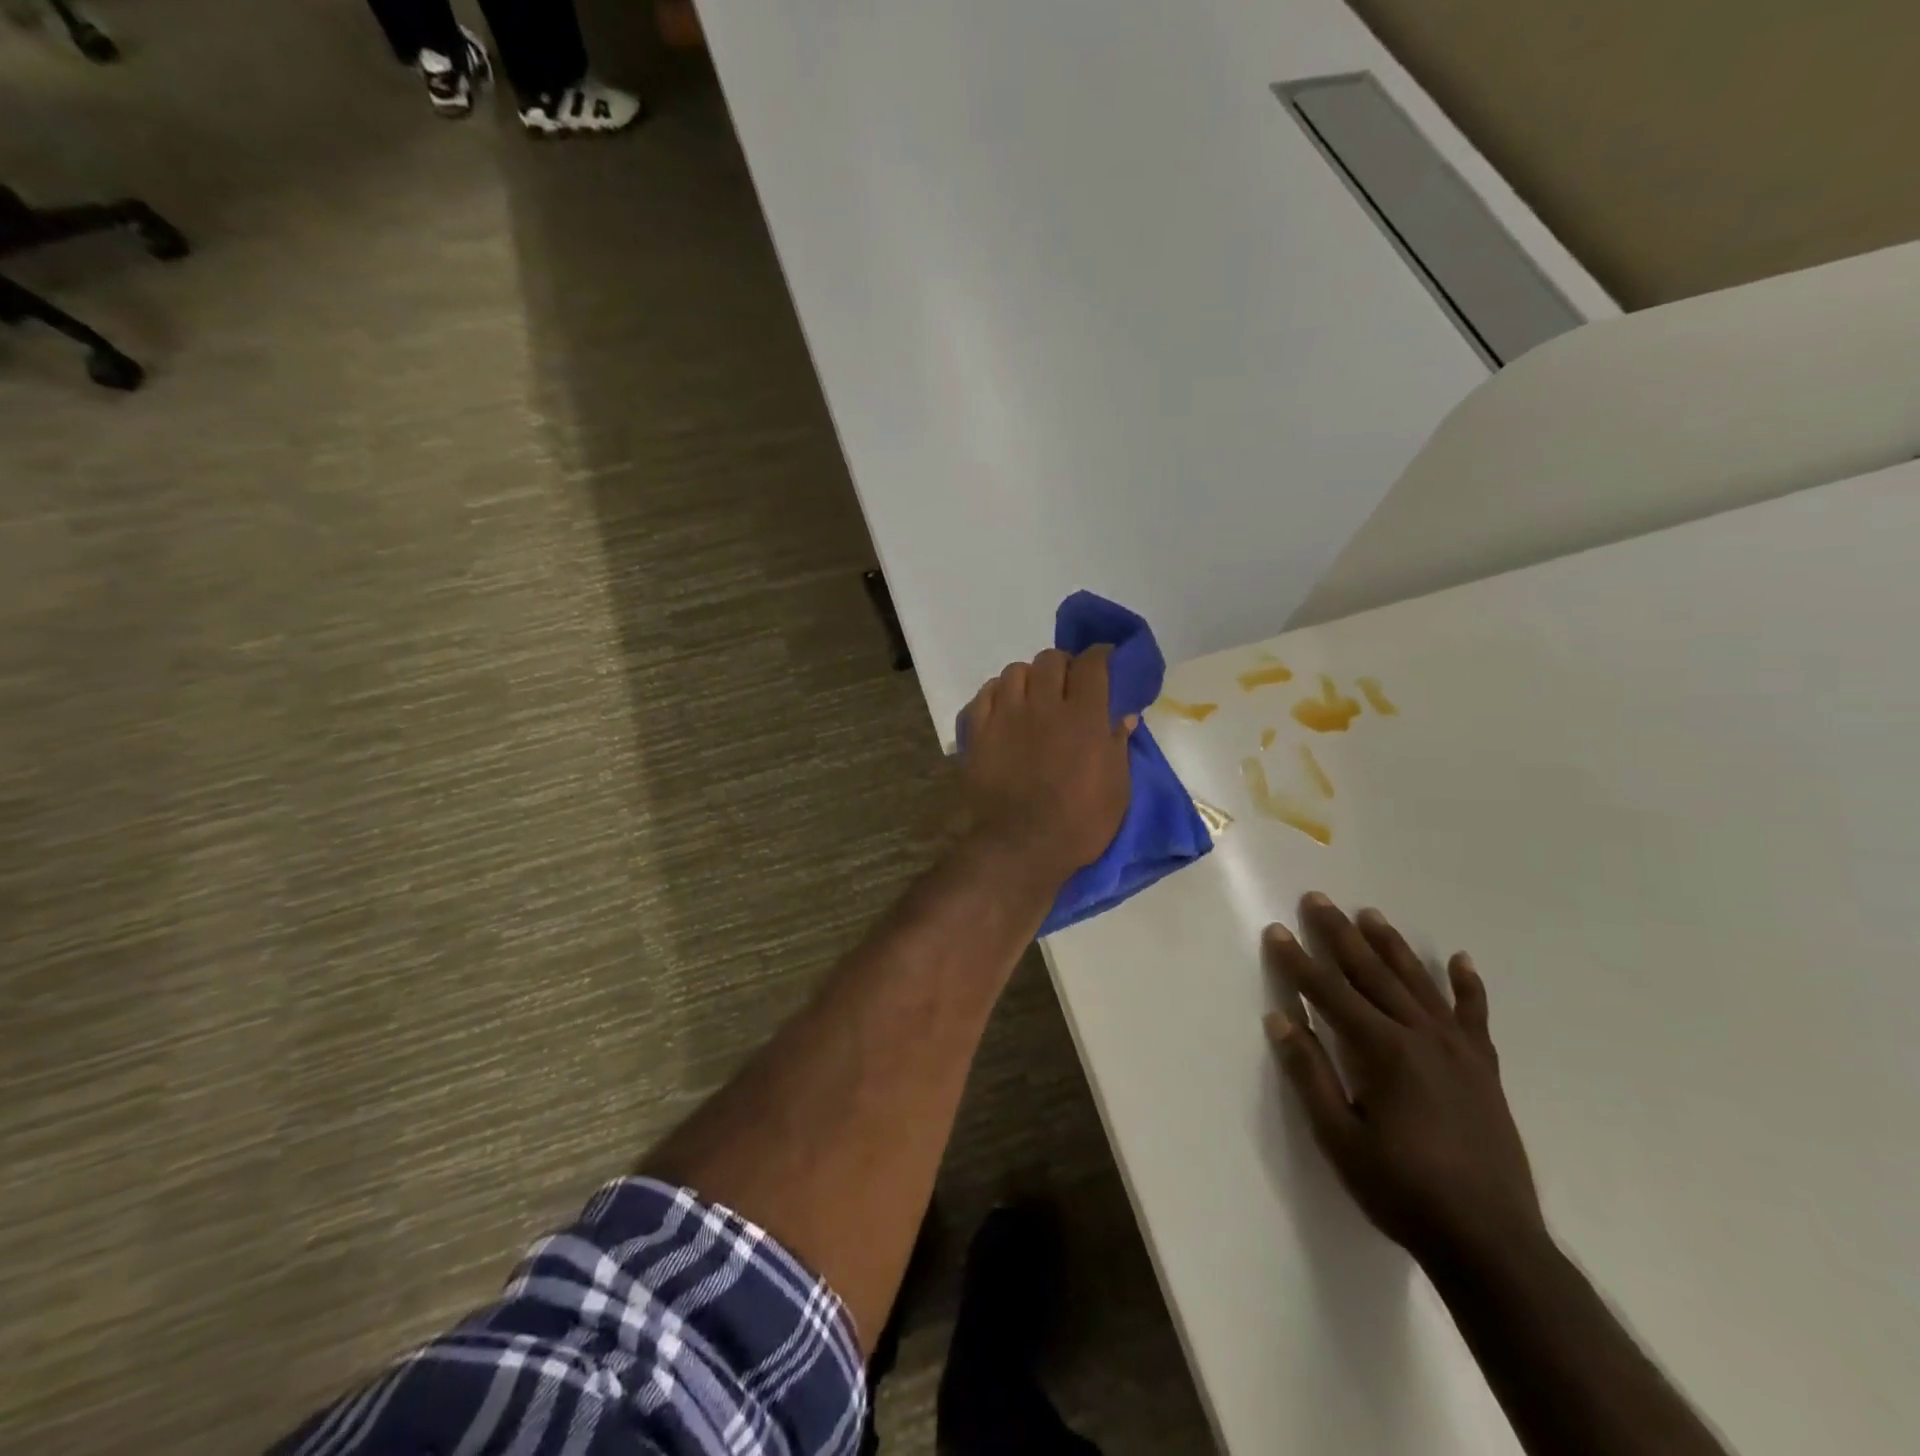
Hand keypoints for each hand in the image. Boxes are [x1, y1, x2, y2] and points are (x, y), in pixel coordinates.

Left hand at [959, 647, 1135, 885]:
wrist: (1021, 848)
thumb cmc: (1079, 823)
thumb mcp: (1116, 789)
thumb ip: (1118, 745)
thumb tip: (1124, 715)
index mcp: (1083, 717)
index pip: (1092, 664)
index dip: (1100, 655)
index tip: (1104, 660)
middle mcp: (1044, 706)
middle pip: (1051, 660)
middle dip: (1064, 665)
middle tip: (1068, 684)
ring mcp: (1006, 716)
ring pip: (1015, 671)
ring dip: (1029, 678)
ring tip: (1033, 696)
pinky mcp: (978, 732)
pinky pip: (985, 693)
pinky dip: (997, 693)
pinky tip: (1005, 707)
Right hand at [1264, 894, 1544, 1269]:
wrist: (1492, 1243)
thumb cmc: (1402, 1190)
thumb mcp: (1340, 1138)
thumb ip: (1310, 1073)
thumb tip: (1280, 1018)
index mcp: (1382, 1050)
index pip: (1328, 992)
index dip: (1297, 961)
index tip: (1276, 930)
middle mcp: (1421, 1036)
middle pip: (1372, 973)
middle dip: (1340, 935)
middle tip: (1318, 900)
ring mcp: (1458, 1050)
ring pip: (1418, 983)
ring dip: (1391, 946)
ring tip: (1370, 914)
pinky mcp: (1484, 1069)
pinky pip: (1475, 1016)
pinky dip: (1467, 986)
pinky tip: (1460, 960)